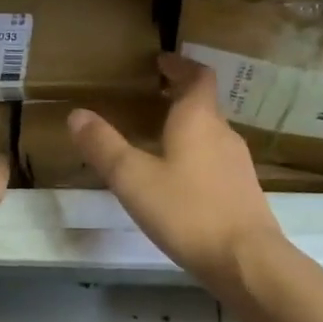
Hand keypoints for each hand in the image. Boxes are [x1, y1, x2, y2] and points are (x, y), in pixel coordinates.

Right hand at [68, 53, 284, 283]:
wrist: (245, 260)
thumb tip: (76, 114)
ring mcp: (237, 164)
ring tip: (159, 138)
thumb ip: (104, 146)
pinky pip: (215, 161)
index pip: (197, 76)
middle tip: (151, 97)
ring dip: (187, 127)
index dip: (180, 65)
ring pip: (210, 134)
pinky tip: (179, 181)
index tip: (161, 61)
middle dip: (179, 96)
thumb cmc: (187, 211)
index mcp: (198, 119)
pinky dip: (196, 156)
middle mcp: (222, 133)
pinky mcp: (242, 191)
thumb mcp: (133, 178)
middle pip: (204, 104)